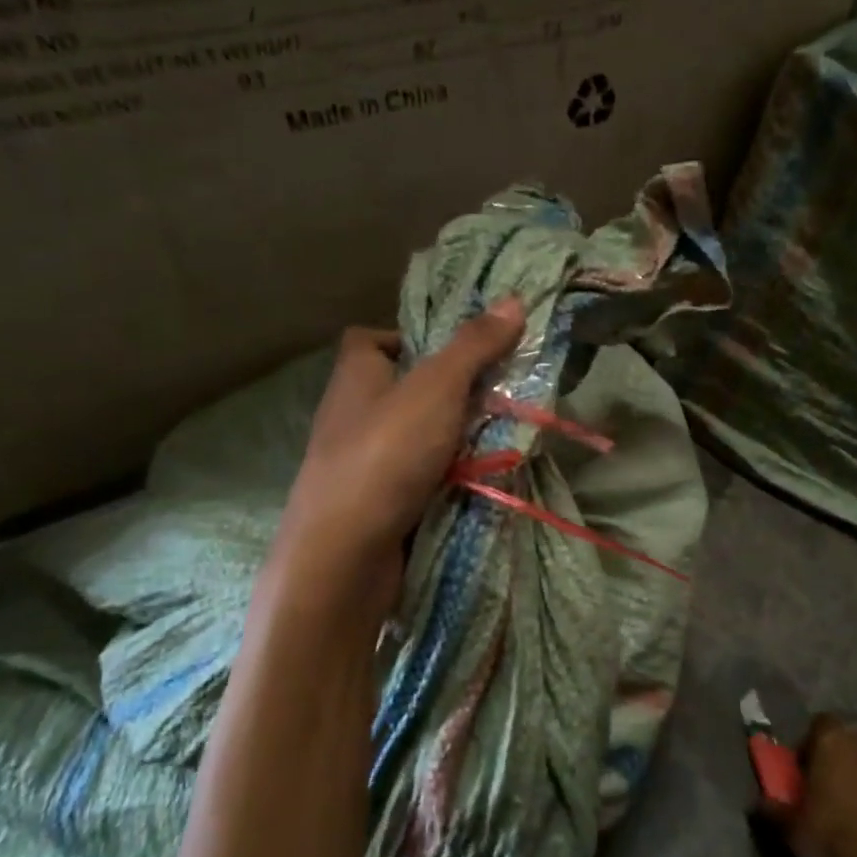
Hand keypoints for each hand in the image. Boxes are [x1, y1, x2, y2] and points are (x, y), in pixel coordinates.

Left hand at [253, 299, 526, 625]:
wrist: (344, 557)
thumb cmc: (385, 456)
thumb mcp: (436, 389)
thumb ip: (473, 347)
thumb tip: (513, 299)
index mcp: (355, 378)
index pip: (371, 340)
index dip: (409, 337)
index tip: (455, 350)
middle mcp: (351, 415)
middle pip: (402, 389)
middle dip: (448, 391)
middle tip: (495, 393)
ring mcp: (360, 463)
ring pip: (414, 437)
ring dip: (452, 437)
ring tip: (499, 436)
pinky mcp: (374, 504)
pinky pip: (416, 477)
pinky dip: (445, 477)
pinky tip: (478, 481)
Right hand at [772, 716, 856, 856]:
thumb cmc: (832, 837)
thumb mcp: (791, 828)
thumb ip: (773, 809)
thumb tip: (758, 802)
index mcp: (834, 741)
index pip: (821, 723)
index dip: (811, 743)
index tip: (806, 769)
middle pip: (849, 741)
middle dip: (840, 759)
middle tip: (829, 788)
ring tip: (855, 808)